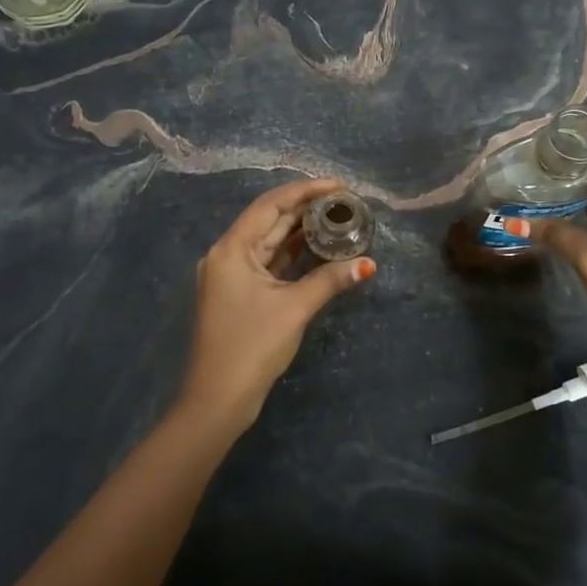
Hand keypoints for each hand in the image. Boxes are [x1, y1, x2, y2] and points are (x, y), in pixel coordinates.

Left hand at [181, 178, 375, 430]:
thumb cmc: (252, 346)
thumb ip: (331, 280)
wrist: (218, 399)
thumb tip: (369, 264)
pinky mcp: (239, 294)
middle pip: (270, 221)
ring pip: (271, 243)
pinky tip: (320, 248)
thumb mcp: (294, 308)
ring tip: (337, 219)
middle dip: (306, 209)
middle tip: (344, 202)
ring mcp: (231, 276)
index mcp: (232, 249)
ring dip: (301, 231)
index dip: (305, 191)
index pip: (271, 206)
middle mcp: (227, 255)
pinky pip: (269, 264)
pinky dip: (293, 256)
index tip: (338, 186)